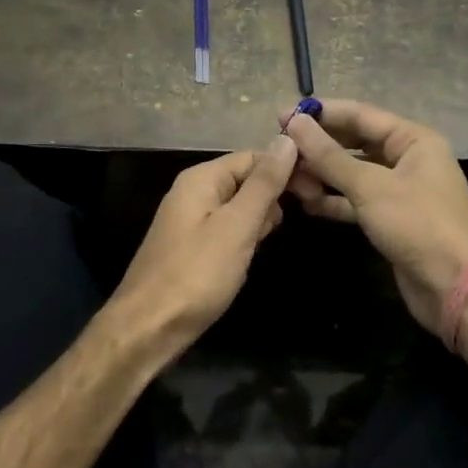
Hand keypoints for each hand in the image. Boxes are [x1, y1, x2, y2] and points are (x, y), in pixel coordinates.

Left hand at [110, 136, 299, 350]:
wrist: (148, 328)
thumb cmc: (196, 274)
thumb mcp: (237, 226)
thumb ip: (264, 184)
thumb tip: (287, 139)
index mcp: (201, 179)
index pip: (253, 156)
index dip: (287, 168)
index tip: (318, 189)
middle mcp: (193, 192)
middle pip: (245, 178)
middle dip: (276, 192)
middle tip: (309, 212)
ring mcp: (190, 220)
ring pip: (239, 205)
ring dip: (263, 215)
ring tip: (276, 236)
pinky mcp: (192, 246)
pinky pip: (227, 228)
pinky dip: (246, 235)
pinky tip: (255, 251)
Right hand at [283, 100, 467, 330]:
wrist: (454, 287)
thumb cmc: (418, 225)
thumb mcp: (370, 186)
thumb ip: (329, 156)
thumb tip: (295, 123)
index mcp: (413, 140)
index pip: (360, 115)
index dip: (321, 114)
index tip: (281, 115)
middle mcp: (408, 159)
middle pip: (355, 143)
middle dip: (319, 145)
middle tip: (280, 147)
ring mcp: (399, 191)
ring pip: (353, 174)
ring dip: (322, 175)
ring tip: (287, 177)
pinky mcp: (390, 220)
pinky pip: (356, 200)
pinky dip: (333, 200)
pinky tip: (305, 202)